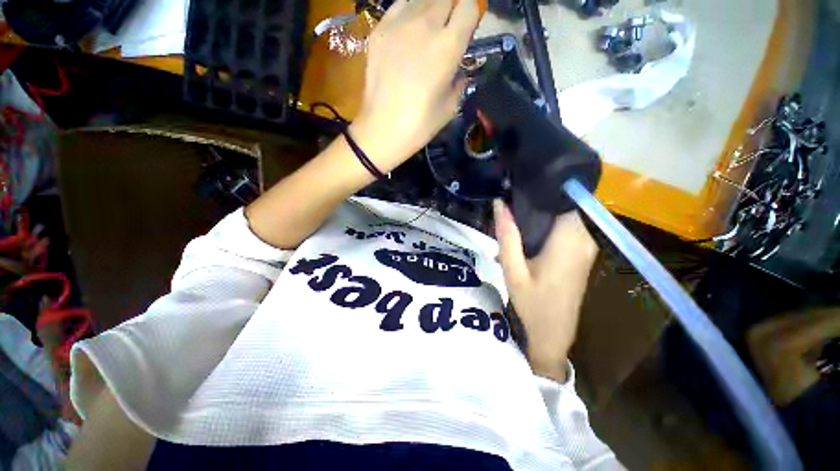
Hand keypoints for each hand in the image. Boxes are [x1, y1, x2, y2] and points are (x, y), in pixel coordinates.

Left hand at [351, 0, 479, 170]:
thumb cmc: (420, 125)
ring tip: (428, 31)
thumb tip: (458, 69)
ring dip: (431, 9)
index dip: (471, 13)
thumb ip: (459, 80)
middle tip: (448, 31)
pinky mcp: (379, 30)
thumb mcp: (451, 107)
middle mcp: (425, 25)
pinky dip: (409, 11)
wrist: (382, 130)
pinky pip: (399, 5)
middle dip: (452, 10)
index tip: (468, 27)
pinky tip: (409, 31)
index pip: (468, 5)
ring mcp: (398, 24)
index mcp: (448, 46)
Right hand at [494, 201, 598, 381]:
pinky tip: (524, 238)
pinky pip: (564, 230)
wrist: (554, 335)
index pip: (562, 199)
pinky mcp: (581, 254)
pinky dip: (544, 228)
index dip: (541, 189)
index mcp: (569, 241)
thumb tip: (499, 203)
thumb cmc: (532, 304)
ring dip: (537, 217)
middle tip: (507, 206)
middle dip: (534, 204)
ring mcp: (585, 247)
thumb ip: (507, 236)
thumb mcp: (512, 270)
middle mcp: (583, 239)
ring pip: (561, 217)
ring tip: (511, 222)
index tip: (517, 185)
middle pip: (560, 206)